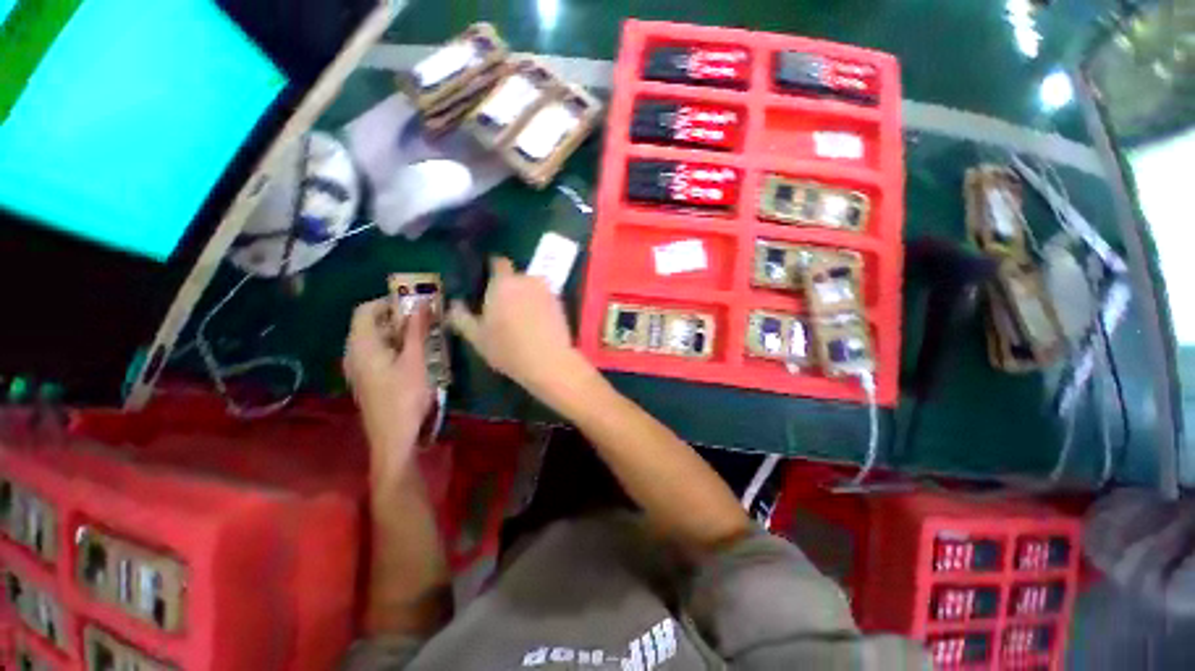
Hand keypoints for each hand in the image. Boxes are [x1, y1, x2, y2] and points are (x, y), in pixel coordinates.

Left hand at [344, 298, 432, 479]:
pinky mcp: (367, 379)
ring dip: (398, 332)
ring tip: (424, 335)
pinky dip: (394, 346)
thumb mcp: (415, 360)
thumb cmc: (404, 396)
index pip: (365, 310)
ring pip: (375, 339)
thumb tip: (422, 303)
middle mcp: (353, 353)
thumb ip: (417, 330)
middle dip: (397, 316)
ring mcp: (358, 368)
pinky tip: (414, 355)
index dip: (388, 302)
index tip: (415, 303)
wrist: (393, 437)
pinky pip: (377, 353)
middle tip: (425, 319)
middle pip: (370, 323)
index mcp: (361, 345)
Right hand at [448, 257, 585, 397]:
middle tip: (502, 306)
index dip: (492, 268)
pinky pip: (545, 298)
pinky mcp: (561, 303)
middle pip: (516, 277)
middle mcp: (527, 280)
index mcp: (503, 283)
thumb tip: (455, 304)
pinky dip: (540, 305)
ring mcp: (547, 291)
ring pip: (532, 287)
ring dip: (526, 295)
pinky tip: (536, 324)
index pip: (498, 262)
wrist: (549, 361)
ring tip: (520, 317)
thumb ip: (462, 317)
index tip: (487, 281)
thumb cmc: (508, 348)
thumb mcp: (477, 337)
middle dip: (509, 287)